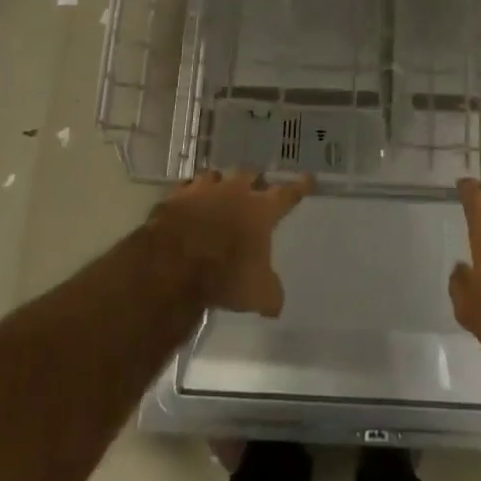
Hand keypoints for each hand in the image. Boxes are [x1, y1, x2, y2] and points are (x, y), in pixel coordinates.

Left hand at [149, 169, 312, 316]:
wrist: (171, 265)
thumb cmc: (224, 275)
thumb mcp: (256, 293)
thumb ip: (270, 294)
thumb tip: (275, 304)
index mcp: (261, 209)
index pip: (288, 194)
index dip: (300, 186)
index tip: (308, 178)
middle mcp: (235, 191)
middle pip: (250, 176)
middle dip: (254, 181)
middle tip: (256, 189)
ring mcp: (203, 190)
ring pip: (216, 176)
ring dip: (221, 183)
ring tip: (220, 191)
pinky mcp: (175, 197)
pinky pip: (186, 189)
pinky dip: (190, 194)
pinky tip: (189, 202)